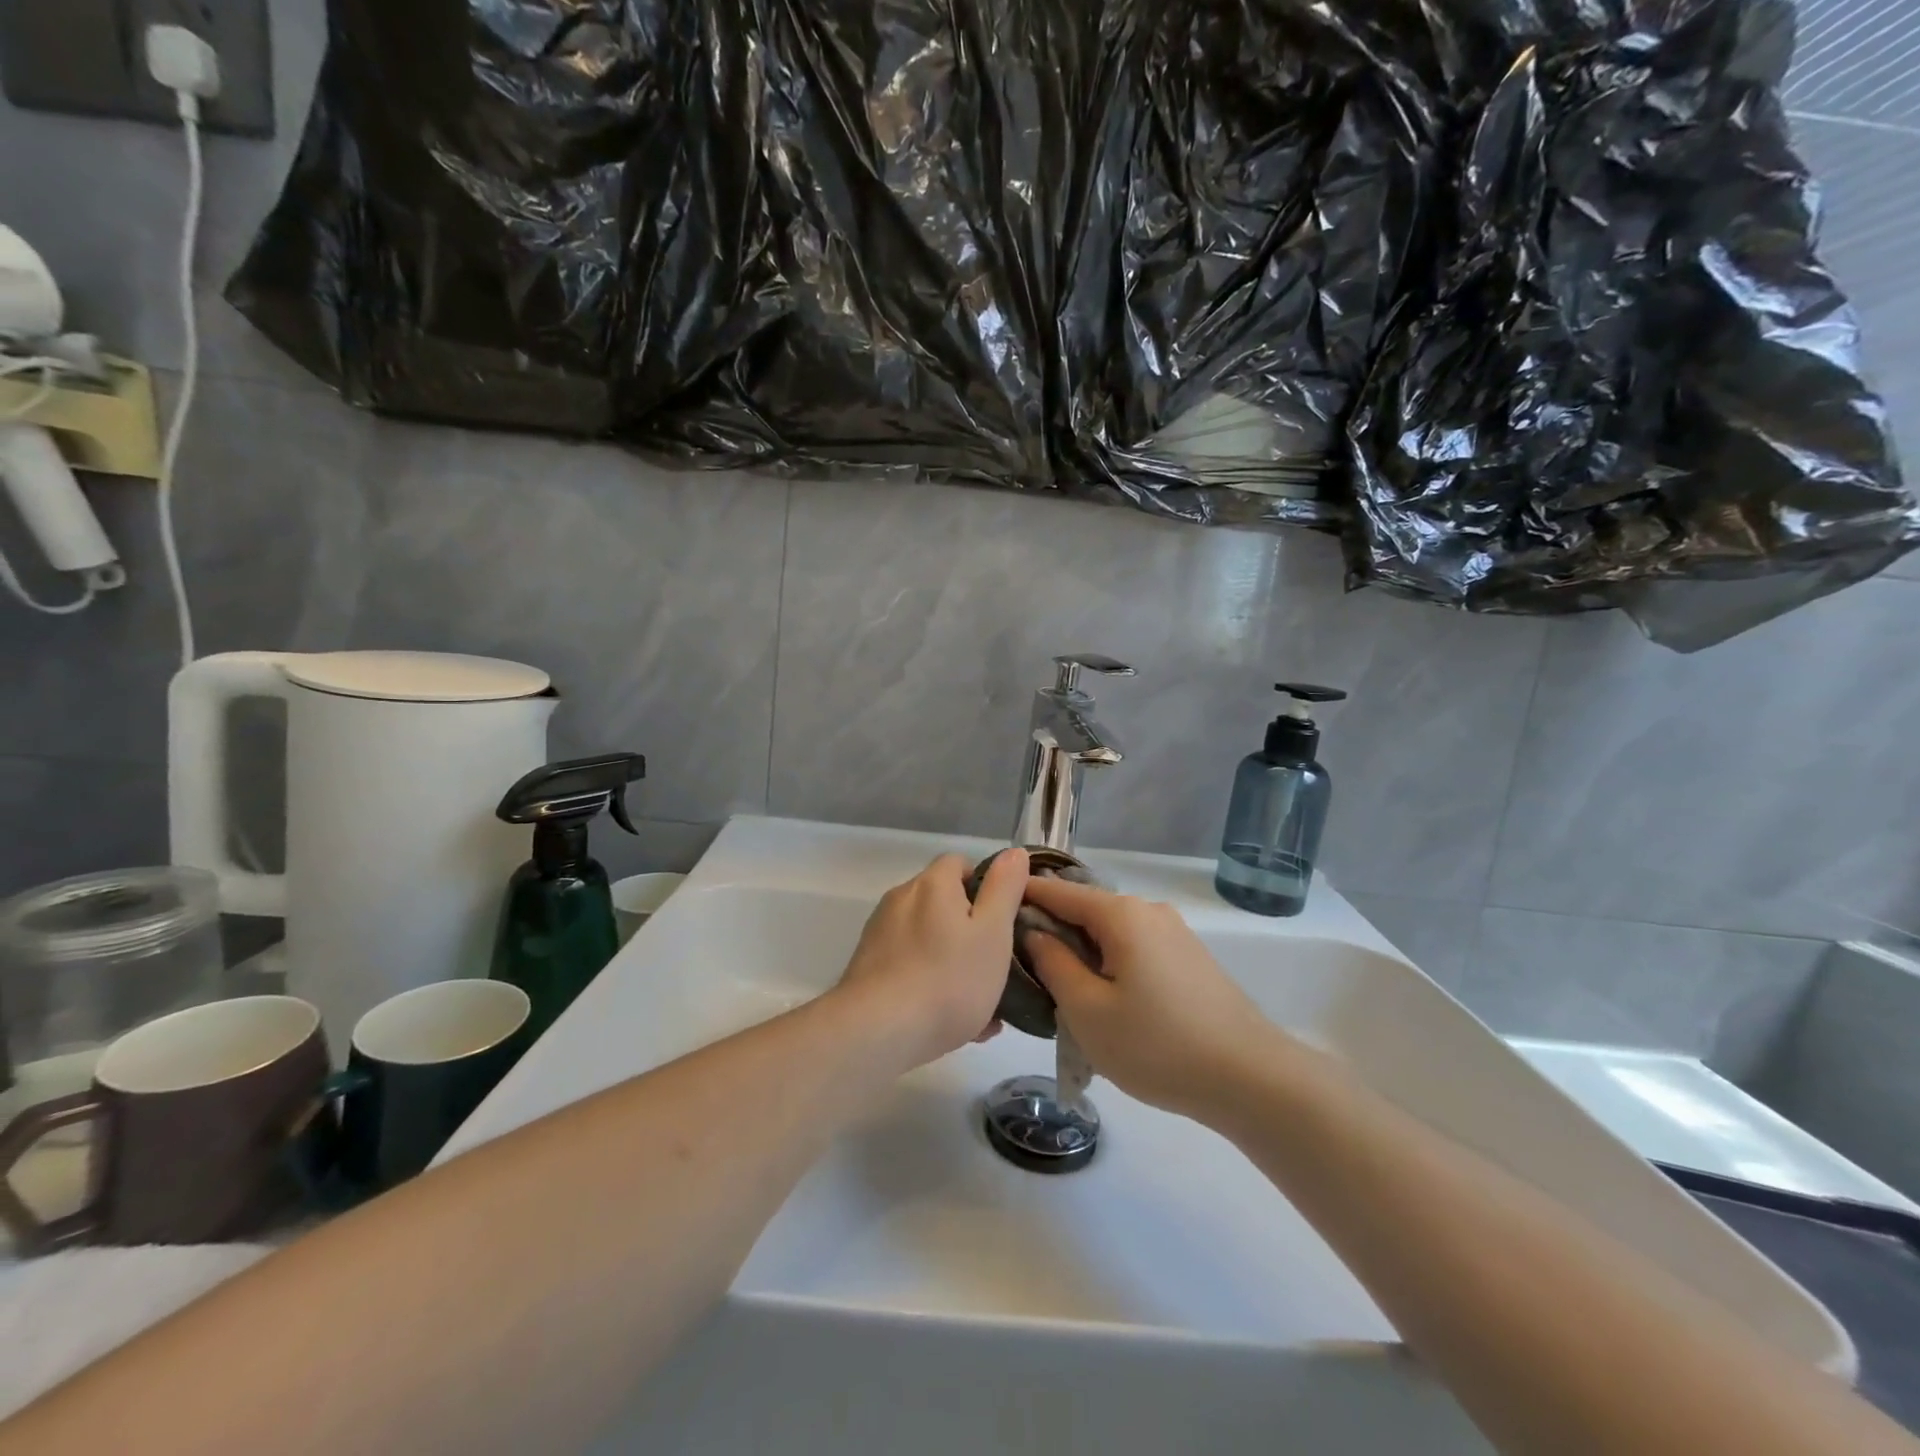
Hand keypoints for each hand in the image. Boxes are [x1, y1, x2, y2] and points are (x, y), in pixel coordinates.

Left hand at [835, 850, 1028, 1069]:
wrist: (877, 1032)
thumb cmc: (947, 979)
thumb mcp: (993, 932)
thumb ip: (1005, 889)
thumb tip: (1014, 853)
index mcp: (932, 884)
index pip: (960, 864)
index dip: (986, 886)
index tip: (1004, 920)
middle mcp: (901, 900)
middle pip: (944, 903)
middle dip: (971, 931)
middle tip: (997, 968)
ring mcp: (880, 934)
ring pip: (929, 940)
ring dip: (954, 963)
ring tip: (981, 1007)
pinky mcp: (868, 968)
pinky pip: (911, 967)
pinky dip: (931, 983)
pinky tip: (952, 1022)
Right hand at [1022, 877, 1289, 1122]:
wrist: (1250, 1078)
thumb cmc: (1158, 1044)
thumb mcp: (1088, 1010)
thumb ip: (1053, 964)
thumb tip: (1034, 932)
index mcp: (1121, 915)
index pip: (1058, 892)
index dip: (1023, 896)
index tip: (992, 903)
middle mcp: (1148, 911)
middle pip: (1086, 909)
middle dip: (1051, 929)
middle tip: (1019, 961)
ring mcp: (1174, 933)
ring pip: (1111, 931)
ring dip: (1082, 950)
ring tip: (1058, 986)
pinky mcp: (1189, 957)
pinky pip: (1135, 947)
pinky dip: (1109, 961)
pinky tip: (1103, 996)